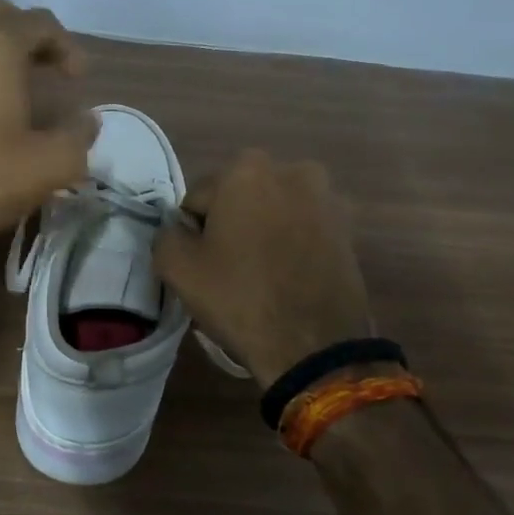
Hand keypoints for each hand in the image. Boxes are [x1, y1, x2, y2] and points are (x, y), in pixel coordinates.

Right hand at [155, 150, 375, 387]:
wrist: (315, 345)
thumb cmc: (240, 298)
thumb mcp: (177, 268)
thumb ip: (166, 234)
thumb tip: (179, 230)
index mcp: (247, 169)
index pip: (197, 200)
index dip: (194, 234)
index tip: (203, 265)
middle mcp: (292, 170)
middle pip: (238, 199)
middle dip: (230, 226)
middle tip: (228, 271)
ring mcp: (326, 198)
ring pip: (272, 213)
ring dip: (262, 233)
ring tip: (261, 277)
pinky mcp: (347, 228)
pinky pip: (301, 229)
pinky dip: (290, 245)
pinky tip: (287, 278)